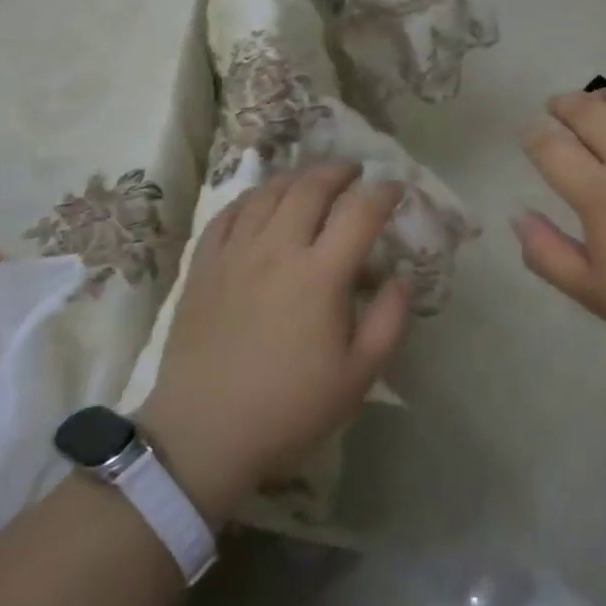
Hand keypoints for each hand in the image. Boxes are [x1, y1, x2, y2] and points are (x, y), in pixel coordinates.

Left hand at [135, 162, 410, 523]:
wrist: (204, 434)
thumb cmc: (289, 408)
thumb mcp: (358, 376)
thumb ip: (389, 321)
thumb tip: (401, 279)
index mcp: (320, 275)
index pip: (360, 213)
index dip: (384, 193)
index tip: (397, 188)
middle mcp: (277, 250)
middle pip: (311, 188)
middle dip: (339, 171)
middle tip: (355, 171)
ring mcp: (235, 254)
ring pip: (268, 193)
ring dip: (297, 177)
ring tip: (312, 179)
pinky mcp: (204, 267)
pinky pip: (228, 214)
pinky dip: (252, 198)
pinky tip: (260, 201)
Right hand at [515, 89, 605, 368]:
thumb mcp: (595, 293)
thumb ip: (547, 254)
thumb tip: (518, 215)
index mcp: (602, 194)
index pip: (551, 146)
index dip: (532, 138)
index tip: (529, 139)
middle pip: (588, 110)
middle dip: (562, 106)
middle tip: (555, 110)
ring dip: (605, 97)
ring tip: (598, 105)